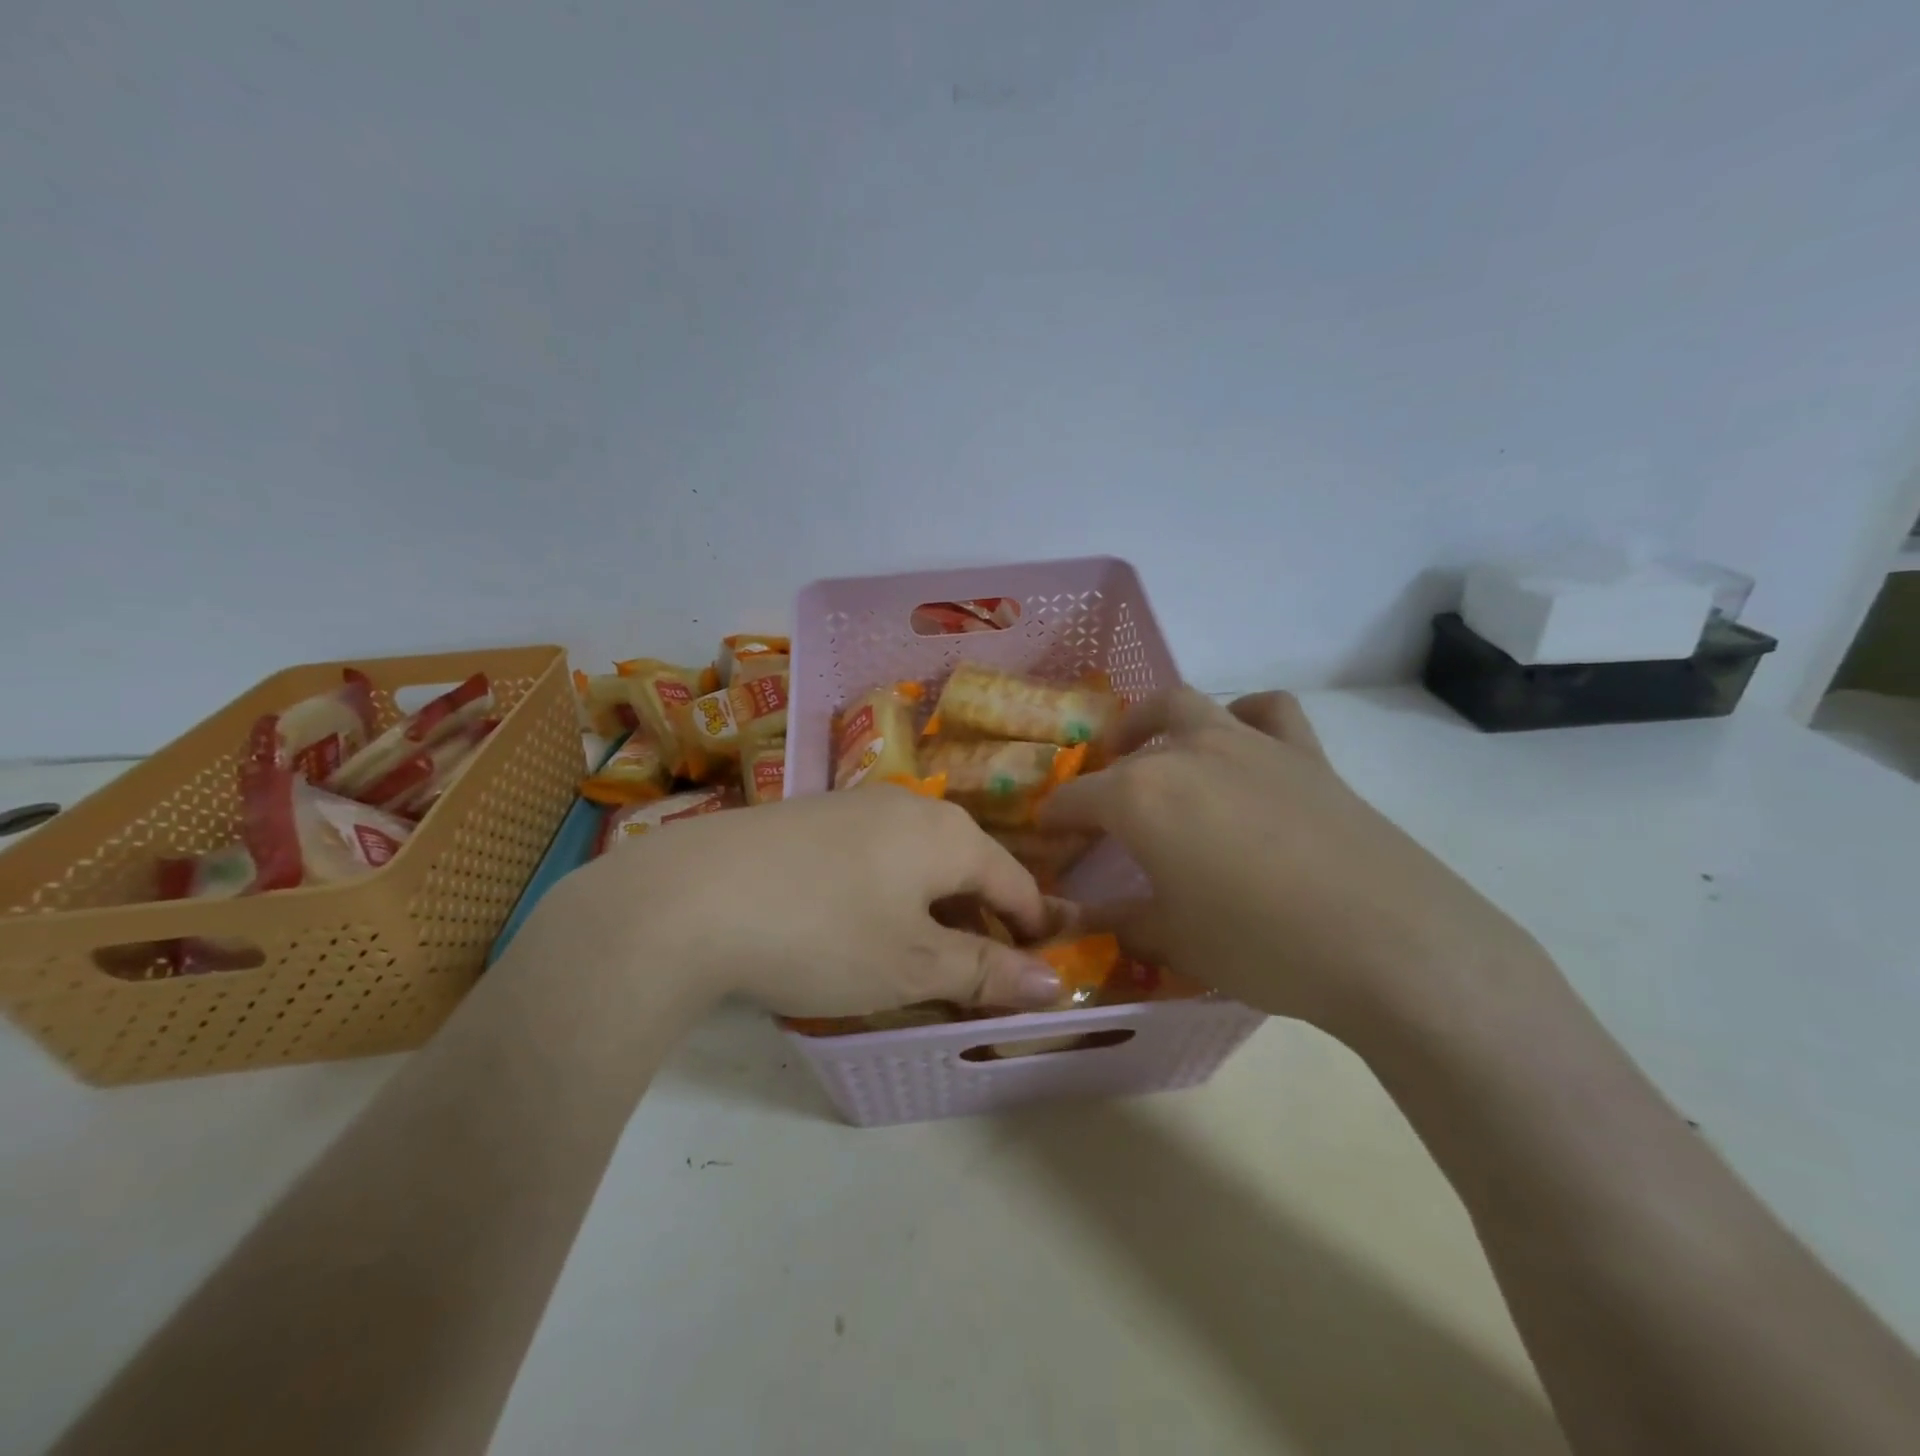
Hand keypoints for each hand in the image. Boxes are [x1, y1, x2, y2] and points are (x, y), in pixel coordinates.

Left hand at [563, 787, 1066, 1017]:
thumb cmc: (824, 933)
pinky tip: (854, 928)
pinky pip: (872, 857)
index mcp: (947, 834)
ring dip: (929, 911)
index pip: (1014, 882)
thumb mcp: (912, 965)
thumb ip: (986, 972)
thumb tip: (1058, 983)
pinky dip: (885, 895)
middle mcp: (907, 806)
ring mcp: (852, 806)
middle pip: (965, 868)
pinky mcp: (807, 818)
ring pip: (916, 862)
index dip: (1032, 930)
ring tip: (914, 961)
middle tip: (971, 979)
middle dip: (977, 924)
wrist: (689, 897)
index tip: (1038, 974)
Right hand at [1040, 689, 1551, 1043]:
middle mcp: (1184, 753)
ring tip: (1149, 750)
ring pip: (1185, 706)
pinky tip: (1240, 744)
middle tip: (1100, 808)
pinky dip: (1243, 717)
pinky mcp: (1304, 753)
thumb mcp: (1175, 941)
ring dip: (1154, 722)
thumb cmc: (1262, 946)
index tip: (1045, 839)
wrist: (1389, 945)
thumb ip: (1121, 920)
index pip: (1074, 800)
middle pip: (1124, 748)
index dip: (1054, 821)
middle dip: (1101, 772)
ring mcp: (1247, 744)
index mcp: (1139, 797)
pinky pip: (1266, 711)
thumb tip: (1085, 917)